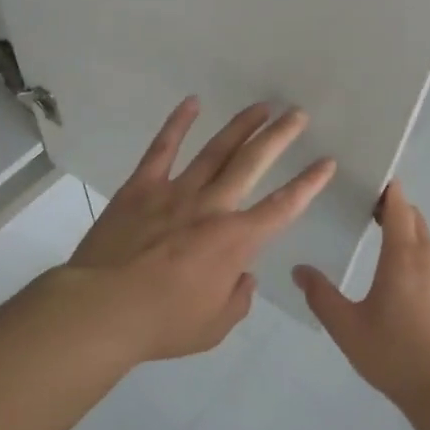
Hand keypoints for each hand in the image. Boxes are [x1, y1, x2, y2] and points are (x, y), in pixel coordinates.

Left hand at [65, 98, 336, 362]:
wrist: (102, 308)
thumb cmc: (162, 323)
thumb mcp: (213, 327)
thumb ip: (237, 300)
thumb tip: (244, 276)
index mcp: (235, 240)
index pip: (283, 206)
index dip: (309, 183)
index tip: (326, 161)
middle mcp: (212, 206)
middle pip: (252, 162)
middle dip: (279, 137)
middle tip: (298, 114)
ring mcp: (176, 192)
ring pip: (216, 150)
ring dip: (241, 126)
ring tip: (262, 106)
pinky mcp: (142, 187)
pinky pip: (163, 148)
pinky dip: (177, 124)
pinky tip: (192, 102)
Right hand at [295, 182, 429, 410]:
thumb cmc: (396, 355)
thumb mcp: (347, 328)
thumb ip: (321, 296)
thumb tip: (300, 270)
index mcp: (402, 255)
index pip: (398, 204)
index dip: (386, 189)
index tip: (368, 184)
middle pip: (415, 219)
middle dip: (394, 211)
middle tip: (368, 216)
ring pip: (428, 245)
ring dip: (408, 240)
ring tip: (385, 258)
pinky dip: (422, 266)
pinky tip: (409, 296)